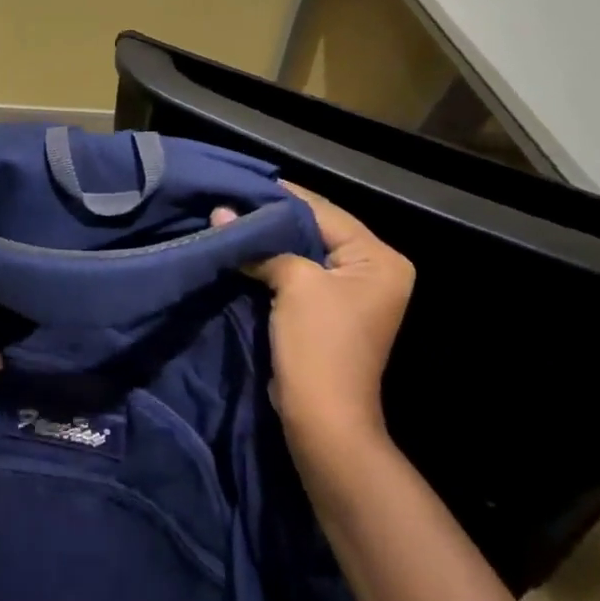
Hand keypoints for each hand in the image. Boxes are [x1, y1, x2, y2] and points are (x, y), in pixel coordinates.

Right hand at [212, 182, 414, 457]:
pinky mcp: (327, 312)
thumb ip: (261, 245)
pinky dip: (270, 264)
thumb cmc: (319, 344)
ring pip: (302, 253)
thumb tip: (220, 214)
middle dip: (270, 219)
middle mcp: (372, 271)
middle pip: (314, 231)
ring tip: (228, 219)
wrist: (322, 418)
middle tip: (230, 200)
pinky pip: (297, 275)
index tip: (241, 181)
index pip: (324, 212)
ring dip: (267, 242)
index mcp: (379, 258)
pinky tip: (240, 250)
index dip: (281, 197)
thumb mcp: (295, 283)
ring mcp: (350, 294)